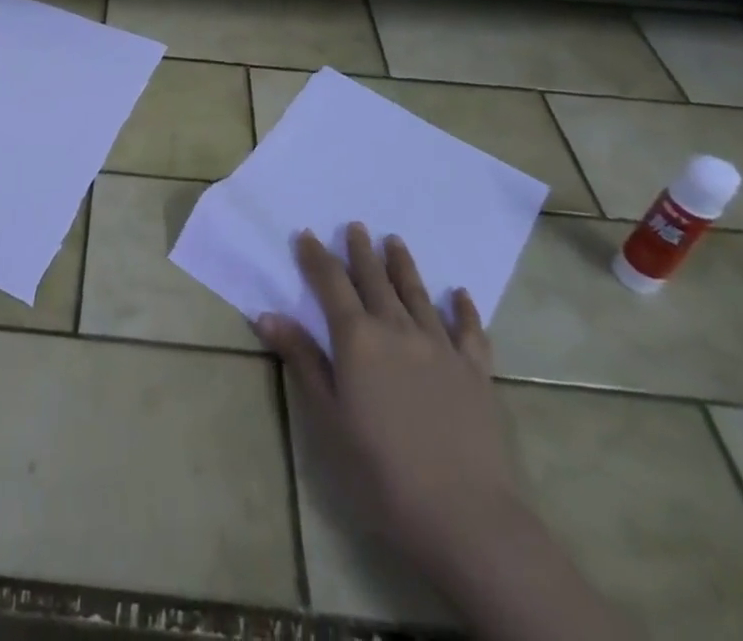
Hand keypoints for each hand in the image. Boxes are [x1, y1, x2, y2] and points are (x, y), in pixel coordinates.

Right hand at [254, 225, 522, 579]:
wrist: (464, 516)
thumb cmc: (381, 470)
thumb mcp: (328, 417)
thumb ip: (302, 361)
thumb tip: (267, 314)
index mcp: (358, 338)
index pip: (330, 283)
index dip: (316, 257)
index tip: (306, 235)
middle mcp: (398, 329)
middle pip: (375, 279)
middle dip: (361, 251)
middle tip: (355, 225)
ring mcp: (441, 347)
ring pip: (418, 294)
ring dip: (404, 265)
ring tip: (395, 241)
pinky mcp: (476, 372)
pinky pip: (470, 331)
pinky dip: (464, 310)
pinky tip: (461, 295)